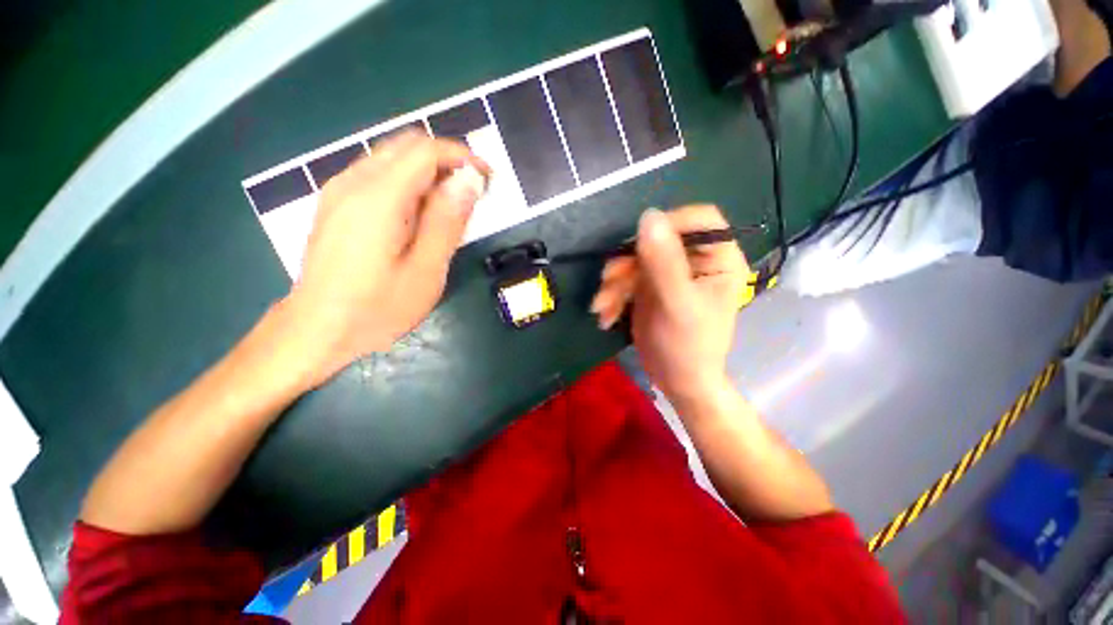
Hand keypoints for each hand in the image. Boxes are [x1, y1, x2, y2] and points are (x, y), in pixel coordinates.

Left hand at [286, 131, 489, 384]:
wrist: (316, 328)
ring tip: (451, 206)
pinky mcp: (336, 203)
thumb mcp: (426, 271)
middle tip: (472, 193)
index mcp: (378, 199)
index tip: (487, 178)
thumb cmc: (377, 308)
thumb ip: (447, 221)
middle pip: (407, 145)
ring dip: (428, 170)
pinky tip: (419, 214)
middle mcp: (354, 182)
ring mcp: (340, 190)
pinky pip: (378, 173)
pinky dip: (408, 181)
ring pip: (392, 156)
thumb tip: (469, 181)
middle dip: (447, 160)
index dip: (462, 157)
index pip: (425, 150)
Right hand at [591, 206, 747, 406]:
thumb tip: (649, 215)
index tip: (640, 244)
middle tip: (609, 282)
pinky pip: (626, 277)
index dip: (670, 223)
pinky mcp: (649, 286)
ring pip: (636, 259)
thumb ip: (664, 262)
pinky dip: (613, 294)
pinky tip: (606, 315)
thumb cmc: (688, 346)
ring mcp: (669, 273)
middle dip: (628, 263)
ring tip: (602, 307)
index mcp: (719, 259)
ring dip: (614, 283)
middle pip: (658, 239)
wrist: (676, 380)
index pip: (700, 219)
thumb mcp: (677, 304)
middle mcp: (695, 260)